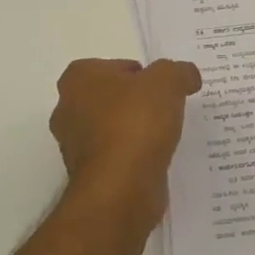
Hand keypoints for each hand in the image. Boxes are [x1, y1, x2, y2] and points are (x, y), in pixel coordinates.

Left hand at [48, 58, 201, 224]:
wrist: (122, 188)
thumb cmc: (136, 122)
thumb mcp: (168, 81)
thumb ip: (178, 71)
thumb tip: (187, 76)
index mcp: (78, 79)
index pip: (112, 66)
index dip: (140, 73)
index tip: (161, 87)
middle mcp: (68, 109)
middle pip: (111, 97)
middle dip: (136, 102)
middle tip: (166, 108)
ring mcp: (75, 146)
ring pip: (112, 128)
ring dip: (135, 130)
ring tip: (166, 134)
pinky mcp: (89, 176)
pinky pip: (117, 156)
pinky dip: (135, 155)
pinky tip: (157, 158)